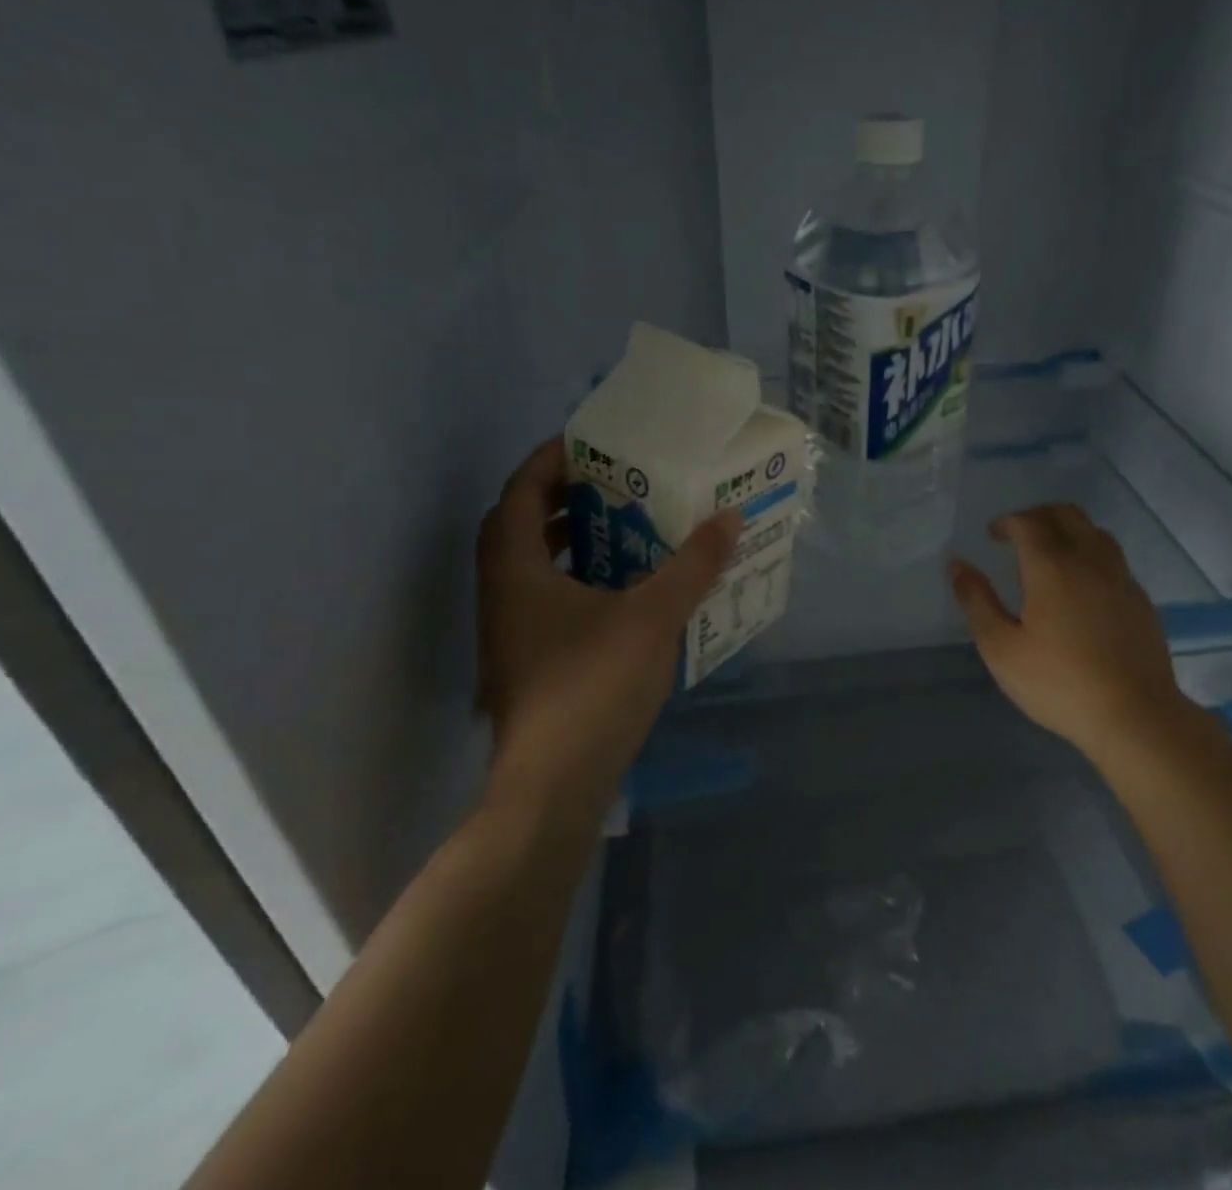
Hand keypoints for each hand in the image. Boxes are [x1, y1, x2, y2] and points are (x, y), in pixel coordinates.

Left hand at [475, 436, 740, 801]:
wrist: (553, 789)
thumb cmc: (592, 688)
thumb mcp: (652, 617)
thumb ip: (692, 565)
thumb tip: (729, 518)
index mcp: (515, 570)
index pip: (520, 492)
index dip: (550, 460)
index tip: (591, 444)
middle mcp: (502, 595)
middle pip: (520, 526)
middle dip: (562, 497)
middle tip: (613, 482)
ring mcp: (510, 634)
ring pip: (532, 566)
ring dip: (570, 540)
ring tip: (623, 528)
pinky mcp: (528, 663)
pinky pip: (547, 598)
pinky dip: (577, 579)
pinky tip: (624, 591)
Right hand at [949, 505, 1190, 759]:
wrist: (1135, 716)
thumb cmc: (1059, 683)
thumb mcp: (1001, 648)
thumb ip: (977, 601)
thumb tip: (957, 565)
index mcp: (1052, 567)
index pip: (1028, 522)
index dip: (1007, 521)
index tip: (993, 535)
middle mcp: (1089, 560)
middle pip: (1066, 514)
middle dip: (1038, 515)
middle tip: (1018, 535)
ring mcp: (1121, 578)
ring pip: (1095, 532)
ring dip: (1068, 530)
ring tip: (1050, 553)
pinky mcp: (1140, 599)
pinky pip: (1113, 558)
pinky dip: (1090, 554)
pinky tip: (1081, 585)